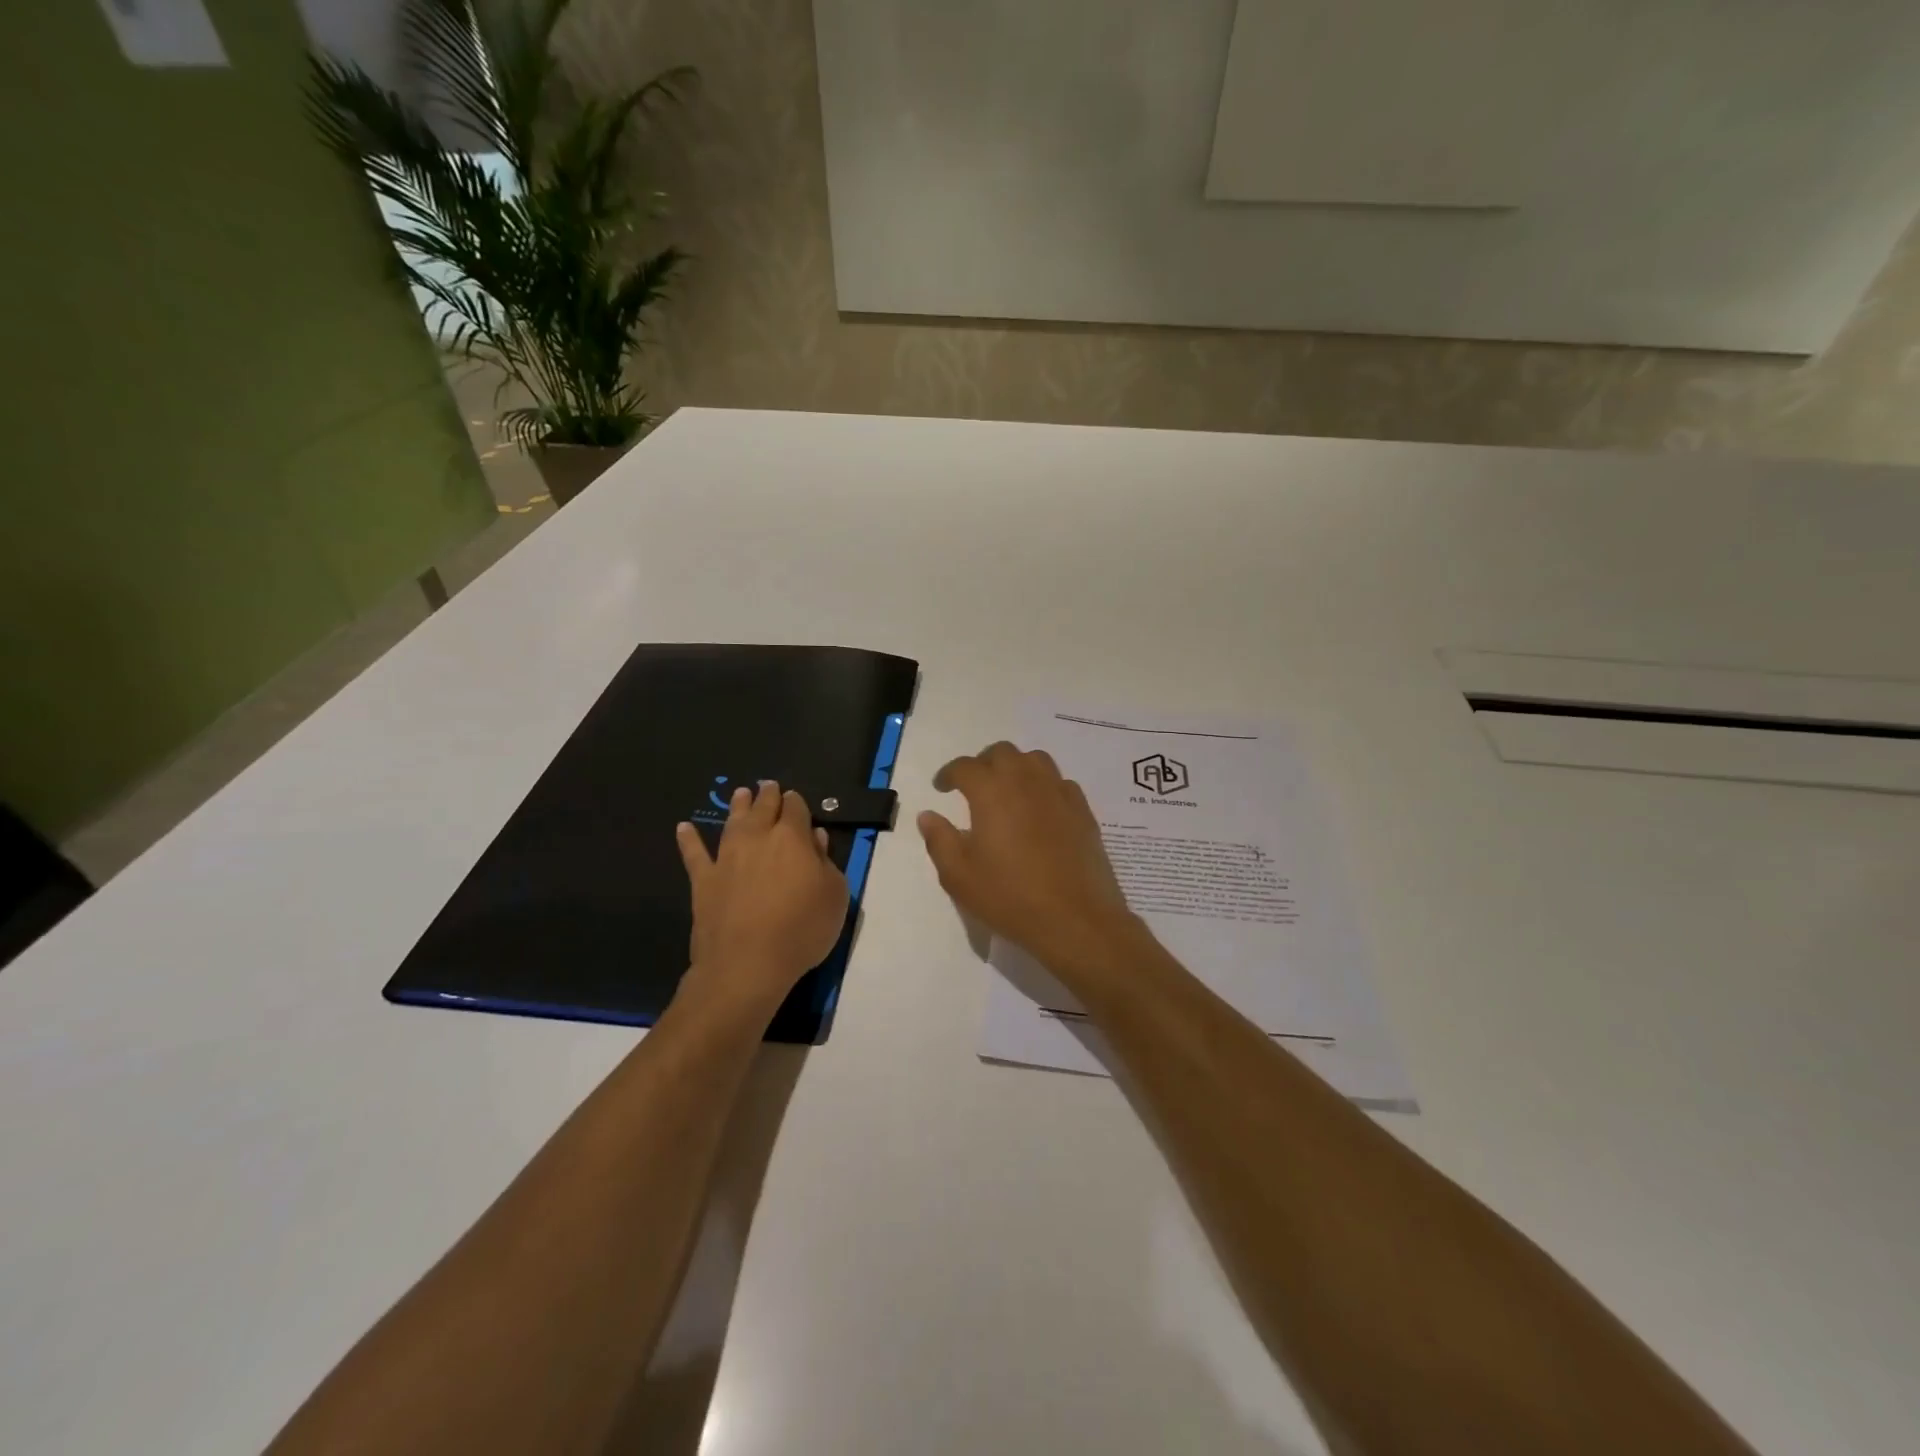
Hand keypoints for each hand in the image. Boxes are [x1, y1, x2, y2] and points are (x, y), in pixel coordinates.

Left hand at [676, 781, 848, 1013]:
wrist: (747, 964)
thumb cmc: (802, 930)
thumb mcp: (834, 896)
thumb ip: (826, 862)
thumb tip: (816, 837)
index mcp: (793, 839)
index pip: (796, 809)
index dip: (796, 802)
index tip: (795, 799)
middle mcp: (757, 839)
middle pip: (763, 808)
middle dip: (768, 795)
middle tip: (768, 785)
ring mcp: (727, 858)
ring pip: (732, 822)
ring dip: (737, 806)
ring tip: (740, 793)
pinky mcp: (703, 881)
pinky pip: (694, 854)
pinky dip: (689, 840)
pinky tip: (683, 828)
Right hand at [918, 742, 1141, 977]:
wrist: (1076, 919)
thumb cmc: (1010, 897)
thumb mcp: (959, 876)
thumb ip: (939, 839)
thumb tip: (928, 815)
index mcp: (992, 791)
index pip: (965, 766)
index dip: (949, 774)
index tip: (941, 788)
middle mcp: (1026, 781)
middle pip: (1002, 753)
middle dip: (983, 763)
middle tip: (973, 787)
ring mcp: (1059, 793)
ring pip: (1035, 760)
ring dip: (1016, 767)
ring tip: (1007, 791)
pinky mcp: (1083, 810)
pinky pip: (1059, 782)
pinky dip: (1043, 786)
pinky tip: (1039, 809)